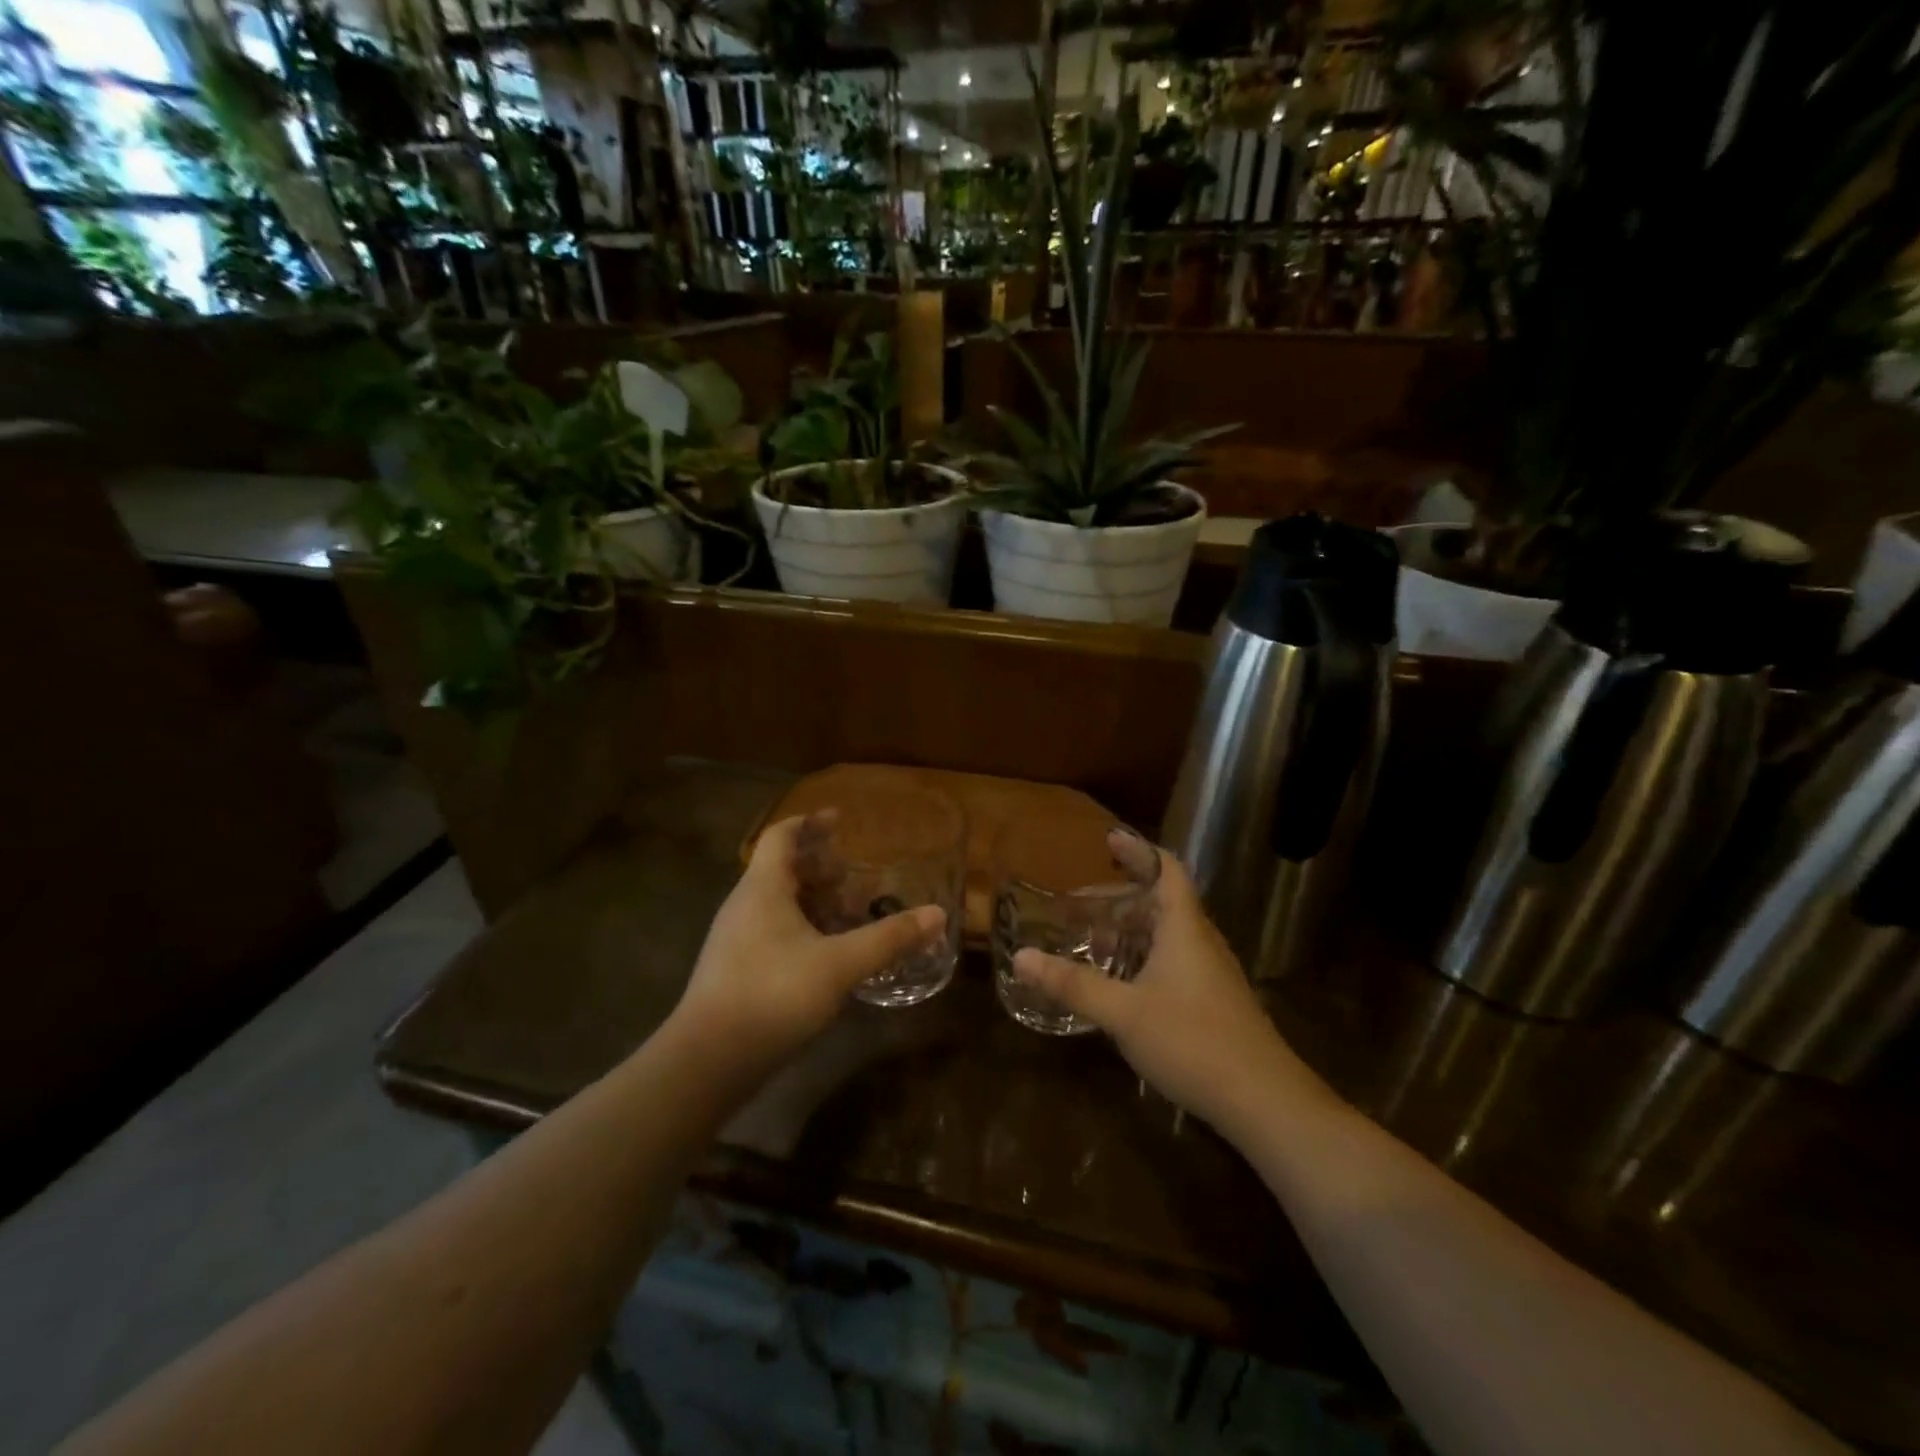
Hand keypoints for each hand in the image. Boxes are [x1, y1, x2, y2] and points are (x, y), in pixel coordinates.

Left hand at [671, 813, 945, 1065]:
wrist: (708, 1061)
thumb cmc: (773, 995)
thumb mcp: (840, 964)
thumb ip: (889, 938)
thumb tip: (936, 916)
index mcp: (763, 888)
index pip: (781, 836)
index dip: (810, 823)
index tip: (839, 820)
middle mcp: (745, 905)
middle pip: (781, 868)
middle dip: (819, 867)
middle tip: (854, 876)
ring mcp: (736, 939)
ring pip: (778, 903)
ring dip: (813, 901)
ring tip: (848, 915)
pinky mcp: (736, 969)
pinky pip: (774, 931)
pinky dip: (803, 929)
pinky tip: (828, 955)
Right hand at [1012, 840, 1323, 1135]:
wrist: (1264, 1100)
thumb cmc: (1193, 1041)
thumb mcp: (1123, 1012)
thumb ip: (1073, 984)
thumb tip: (1021, 957)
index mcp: (1183, 927)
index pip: (1166, 869)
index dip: (1138, 851)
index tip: (1108, 841)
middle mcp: (1200, 941)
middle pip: (1161, 902)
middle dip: (1119, 898)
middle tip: (1078, 907)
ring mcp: (1211, 972)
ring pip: (1167, 935)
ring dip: (1130, 931)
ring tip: (1092, 942)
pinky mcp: (1214, 1001)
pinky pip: (1173, 961)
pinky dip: (1143, 958)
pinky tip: (1121, 985)